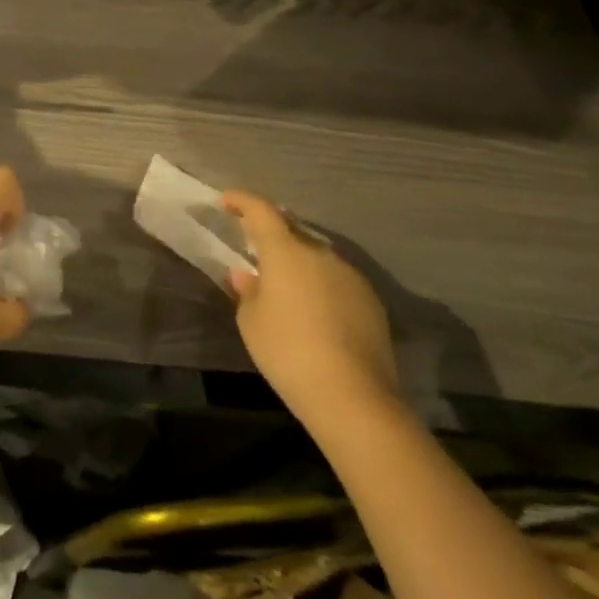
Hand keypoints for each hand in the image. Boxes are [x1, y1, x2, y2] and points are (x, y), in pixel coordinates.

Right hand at [223, 190, 400, 429]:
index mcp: (286, 250)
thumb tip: (248, 275)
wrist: (353, 397)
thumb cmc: (288, 351)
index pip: (261, 209)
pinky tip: (314, 311)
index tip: (227, 201)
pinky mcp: (371, 301)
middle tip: (255, 249)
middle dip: (271, 235)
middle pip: (291, 231)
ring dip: (298, 262)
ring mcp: (350, 276)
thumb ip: (248, 290)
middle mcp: (320, 253)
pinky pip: (336, 280)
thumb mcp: (251, 321)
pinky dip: (320, 285)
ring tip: (285, 286)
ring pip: (316, 257)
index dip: (242, 201)